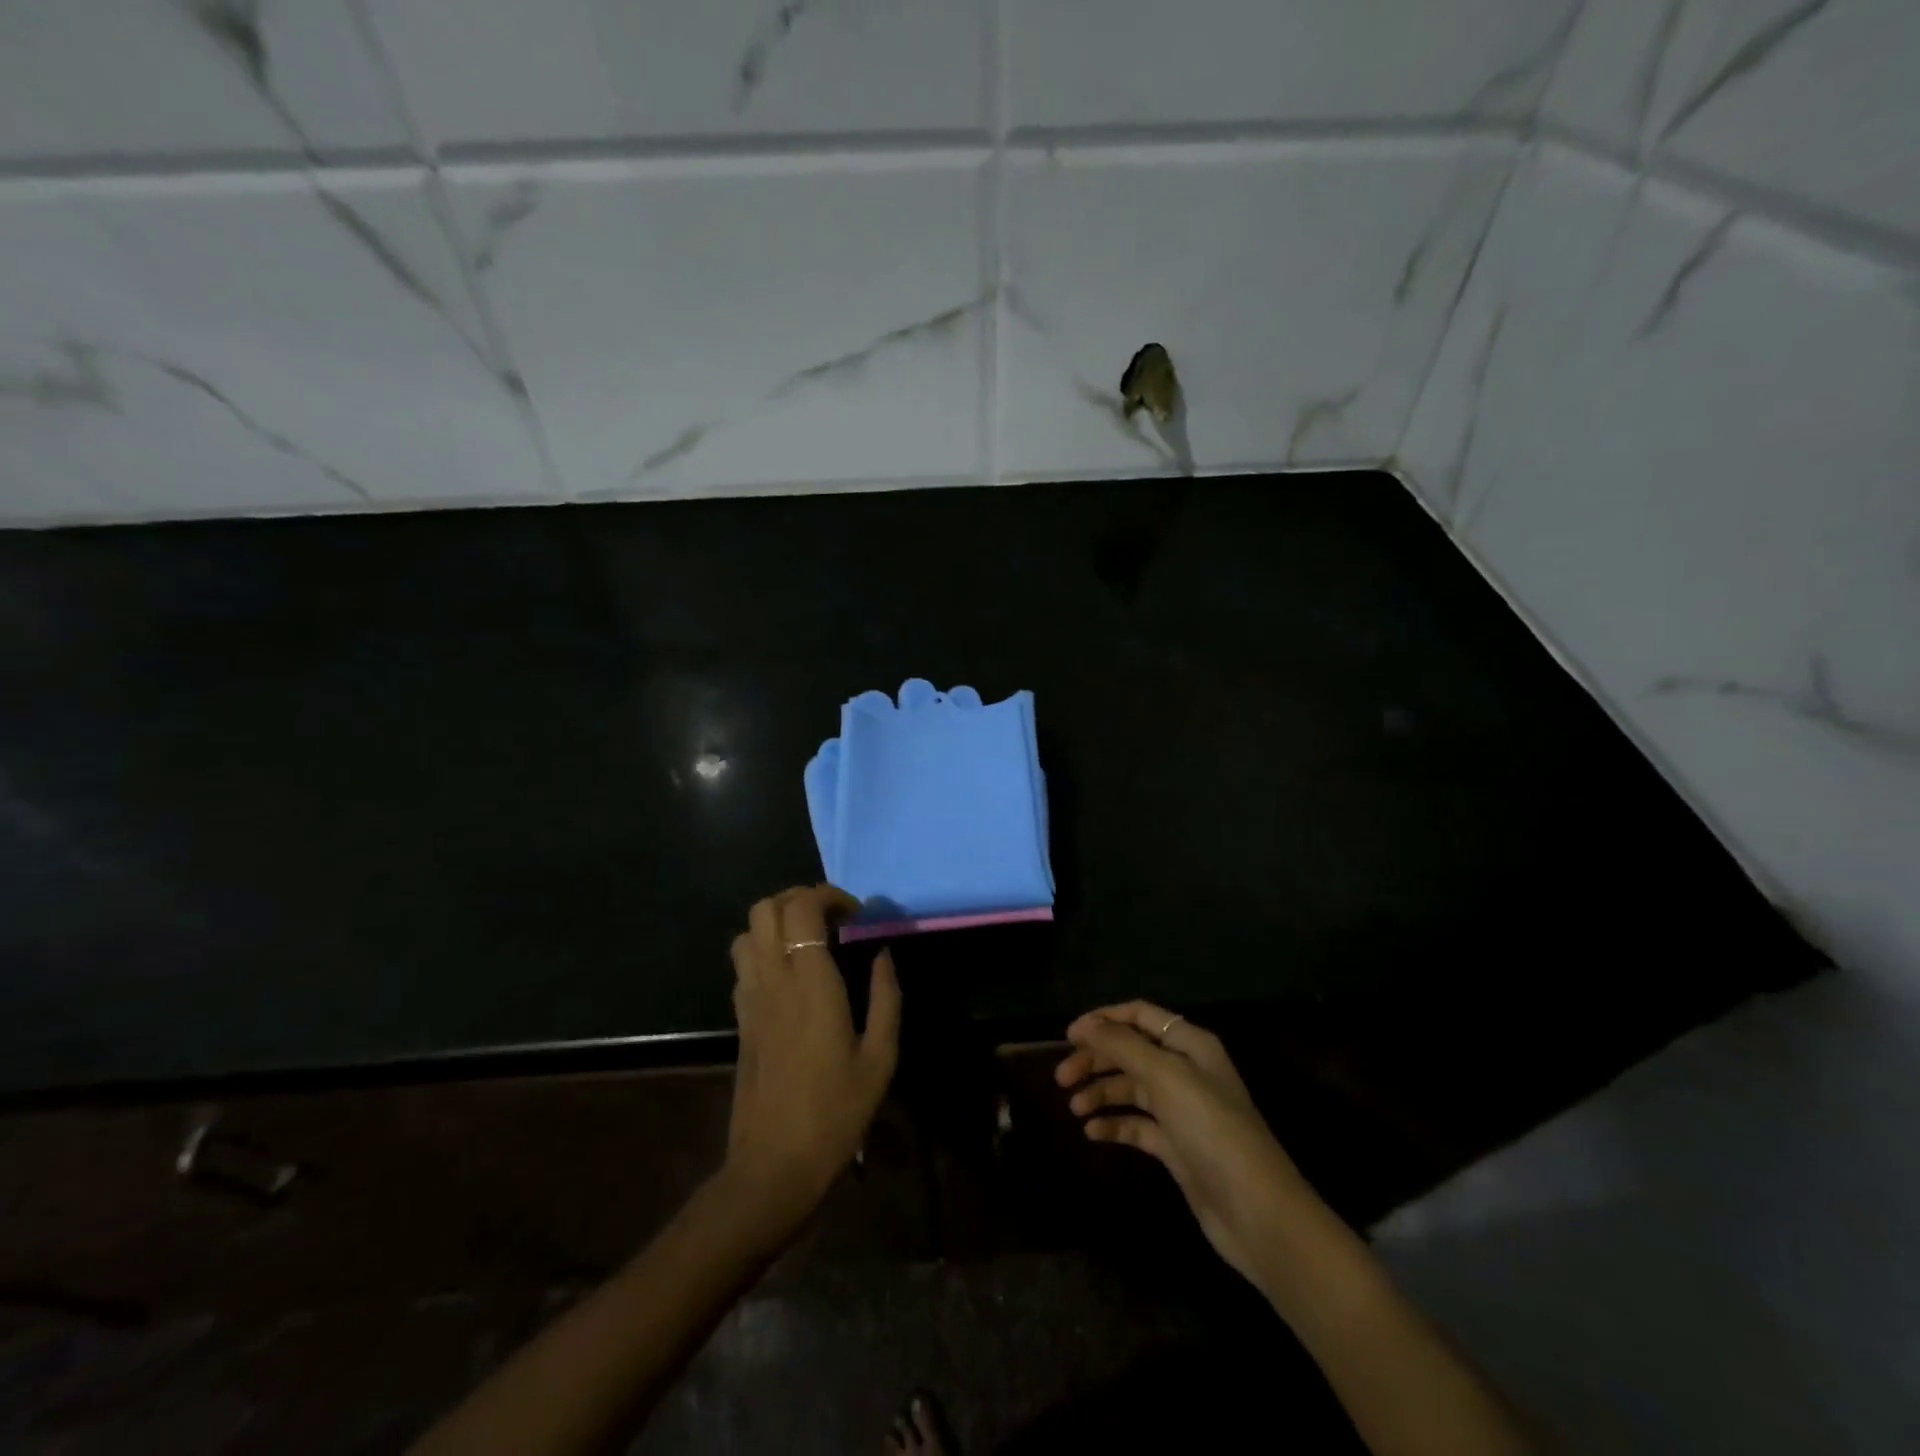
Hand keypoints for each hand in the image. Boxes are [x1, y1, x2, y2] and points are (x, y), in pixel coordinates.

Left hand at [724, 885, 900, 1227]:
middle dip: (800, 898)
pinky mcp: (739, 1018)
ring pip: (747, 930)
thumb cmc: (836, 1112)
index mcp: (810, 984)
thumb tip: (883, 955)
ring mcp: (750, 998)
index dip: (828, 896)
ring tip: (809, 940)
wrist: (774, 1165)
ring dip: (777, 921)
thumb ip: (885, 997)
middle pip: (766, 908)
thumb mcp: (880, 1058)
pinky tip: (791, 973)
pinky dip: (763, 948)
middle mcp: (773, 980)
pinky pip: (742, 962)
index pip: (802, 909)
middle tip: (832, 920)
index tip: (855, 915)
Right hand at [1055, 1001, 1318, 1293]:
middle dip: (1096, 1060)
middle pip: (1131, 1052)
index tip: (1068, 1035)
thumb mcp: (1166, 1078)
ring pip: (1132, 1089)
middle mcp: (1187, 1071)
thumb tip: (1084, 1025)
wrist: (1258, 1214)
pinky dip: (1115, 1124)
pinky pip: (1138, 1125)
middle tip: (1061, 1078)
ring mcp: (1183, 1111)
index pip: (1140, 1015)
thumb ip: (1123, 1047)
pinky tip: (1092, 1132)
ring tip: (1074, 1107)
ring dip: (1101, 1092)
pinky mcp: (1178, 1147)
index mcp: (1191, 1045)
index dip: (1104, 1020)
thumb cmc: (1213, 1131)